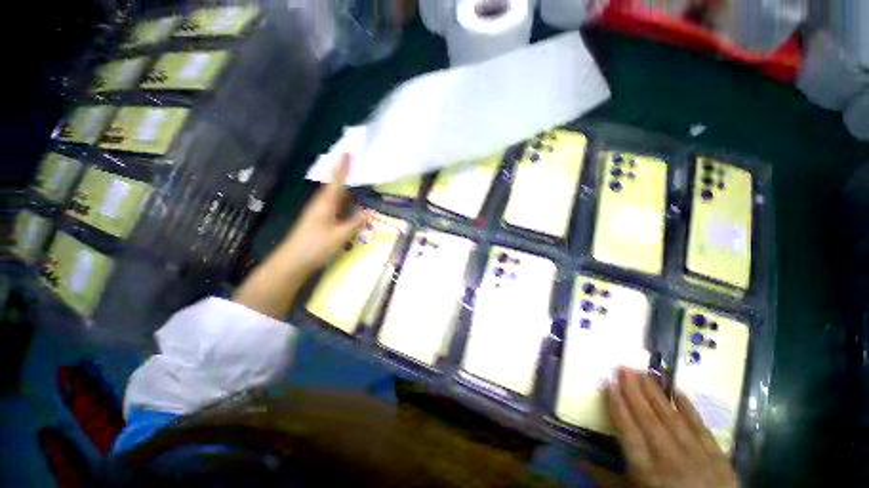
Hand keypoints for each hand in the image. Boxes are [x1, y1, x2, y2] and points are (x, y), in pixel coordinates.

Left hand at [233, 155, 364, 318]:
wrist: (292, 262)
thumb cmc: (316, 246)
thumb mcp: (340, 235)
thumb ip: (355, 223)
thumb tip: (368, 212)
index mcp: (325, 204)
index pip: (336, 182)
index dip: (342, 168)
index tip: (346, 153)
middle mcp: (320, 205)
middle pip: (334, 187)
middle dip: (344, 177)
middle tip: (357, 168)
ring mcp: (318, 214)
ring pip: (334, 198)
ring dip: (345, 192)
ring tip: (358, 186)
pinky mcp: (318, 222)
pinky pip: (334, 208)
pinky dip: (343, 205)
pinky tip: (350, 208)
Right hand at [607, 368, 738, 487]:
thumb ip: (606, 478)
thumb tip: (579, 460)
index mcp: (645, 470)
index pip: (628, 430)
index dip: (617, 405)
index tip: (609, 382)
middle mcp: (669, 458)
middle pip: (648, 419)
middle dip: (634, 391)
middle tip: (623, 367)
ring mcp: (696, 455)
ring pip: (672, 418)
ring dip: (656, 394)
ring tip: (643, 372)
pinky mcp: (717, 456)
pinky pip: (701, 427)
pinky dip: (690, 409)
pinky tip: (678, 391)